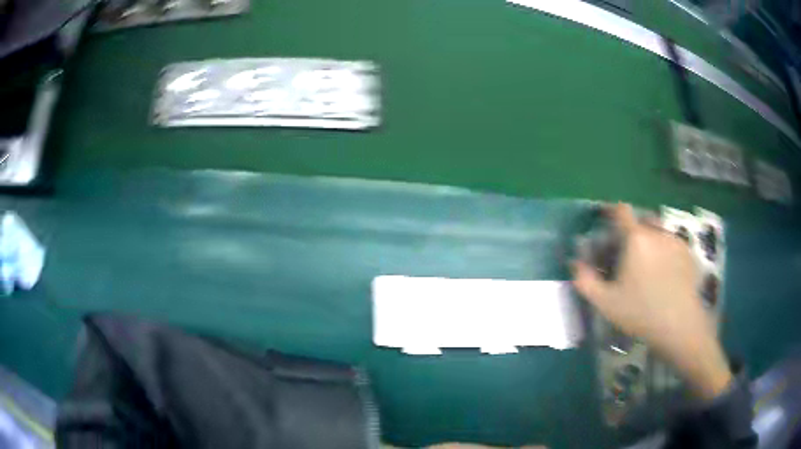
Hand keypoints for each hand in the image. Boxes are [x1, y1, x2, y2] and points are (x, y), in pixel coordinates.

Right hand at [572, 203, 731, 399]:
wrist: (679, 325)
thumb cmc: (641, 312)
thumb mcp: (606, 303)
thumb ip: (586, 281)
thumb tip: (575, 263)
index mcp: (636, 238)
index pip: (622, 210)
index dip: (612, 212)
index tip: (607, 223)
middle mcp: (657, 232)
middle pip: (642, 219)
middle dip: (634, 230)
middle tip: (629, 253)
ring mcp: (676, 240)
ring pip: (659, 231)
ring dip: (651, 240)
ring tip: (649, 266)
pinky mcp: (689, 252)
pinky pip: (673, 243)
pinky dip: (666, 251)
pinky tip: (666, 274)